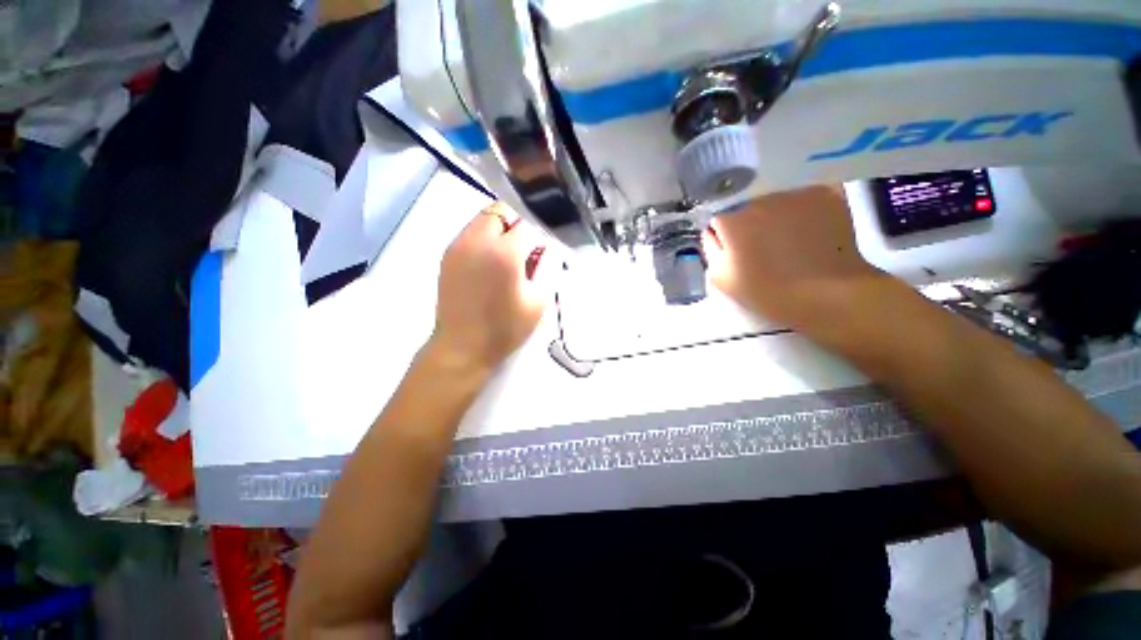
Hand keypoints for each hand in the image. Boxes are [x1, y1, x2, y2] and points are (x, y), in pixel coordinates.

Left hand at [429, 202, 546, 373]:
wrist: (462, 347)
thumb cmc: (505, 328)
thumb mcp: (538, 301)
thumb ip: (546, 267)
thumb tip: (545, 247)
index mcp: (504, 253)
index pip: (527, 224)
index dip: (538, 235)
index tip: (542, 251)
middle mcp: (477, 240)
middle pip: (501, 211)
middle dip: (518, 224)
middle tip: (525, 250)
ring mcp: (458, 245)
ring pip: (483, 218)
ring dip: (500, 229)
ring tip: (507, 257)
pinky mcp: (447, 254)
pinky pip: (470, 232)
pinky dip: (484, 237)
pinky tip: (490, 263)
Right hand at [706, 185, 885, 333]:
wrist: (827, 295)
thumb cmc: (767, 291)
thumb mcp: (721, 278)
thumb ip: (711, 249)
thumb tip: (714, 232)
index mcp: (731, 219)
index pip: (719, 217)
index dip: (725, 233)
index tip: (735, 248)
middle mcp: (759, 197)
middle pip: (746, 202)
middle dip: (749, 219)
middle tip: (761, 243)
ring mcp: (794, 192)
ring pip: (775, 196)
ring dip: (776, 211)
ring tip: (788, 235)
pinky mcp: (825, 192)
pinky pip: (804, 192)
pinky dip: (804, 205)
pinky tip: (809, 225)